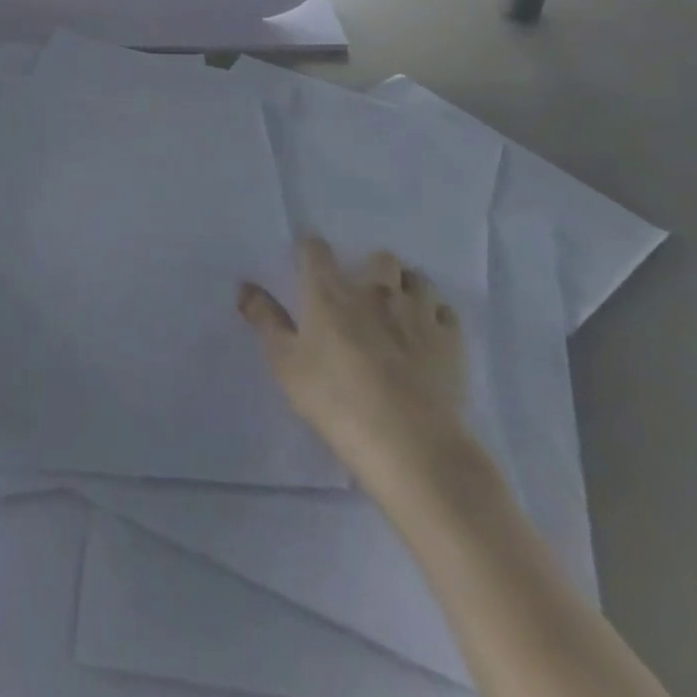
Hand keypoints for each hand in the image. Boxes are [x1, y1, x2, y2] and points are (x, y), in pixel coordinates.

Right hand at [240, 236, 471, 493]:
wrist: (411, 446)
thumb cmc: (336, 401)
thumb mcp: (286, 364)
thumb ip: (265, 320)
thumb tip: (245, 286)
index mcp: (330, 292)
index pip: (316, 250)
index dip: (309, 250)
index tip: (305, 263)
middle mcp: (376, 291)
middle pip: (378, 257)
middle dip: (370, 267)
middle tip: (361, 294)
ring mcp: (418, 313)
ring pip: (417, 279)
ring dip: (406, 286)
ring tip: (398, 311)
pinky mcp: (451, 341)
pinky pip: (445, 312)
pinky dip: (436, 316)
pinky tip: (427, 336)